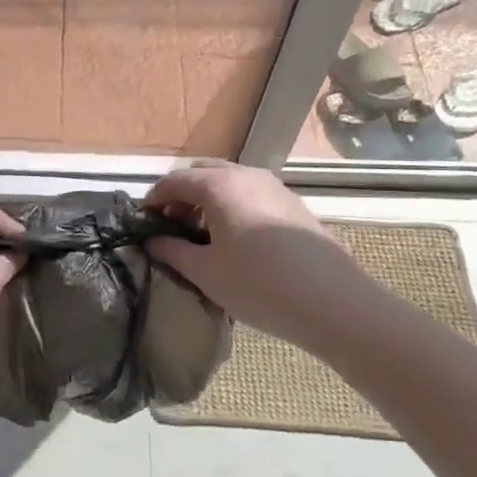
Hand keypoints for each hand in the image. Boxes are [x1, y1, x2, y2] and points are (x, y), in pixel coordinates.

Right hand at [144, 163, 368, 347]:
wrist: (333, 302)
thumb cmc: (258, 285)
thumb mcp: (205, 272)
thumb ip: (172, 251)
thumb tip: (153, 242)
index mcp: (219, 185)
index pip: (174, 181)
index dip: (153, 199)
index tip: (143, 222)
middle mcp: (245, 175)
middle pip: (202, 173)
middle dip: (181, 195)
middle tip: (170, 225)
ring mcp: (273, 186)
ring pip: (229, 182)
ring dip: (207, 200)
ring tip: (201, 235)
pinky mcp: (292, 204)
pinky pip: (250, 194)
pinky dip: (231, 206)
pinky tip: (234, 239)